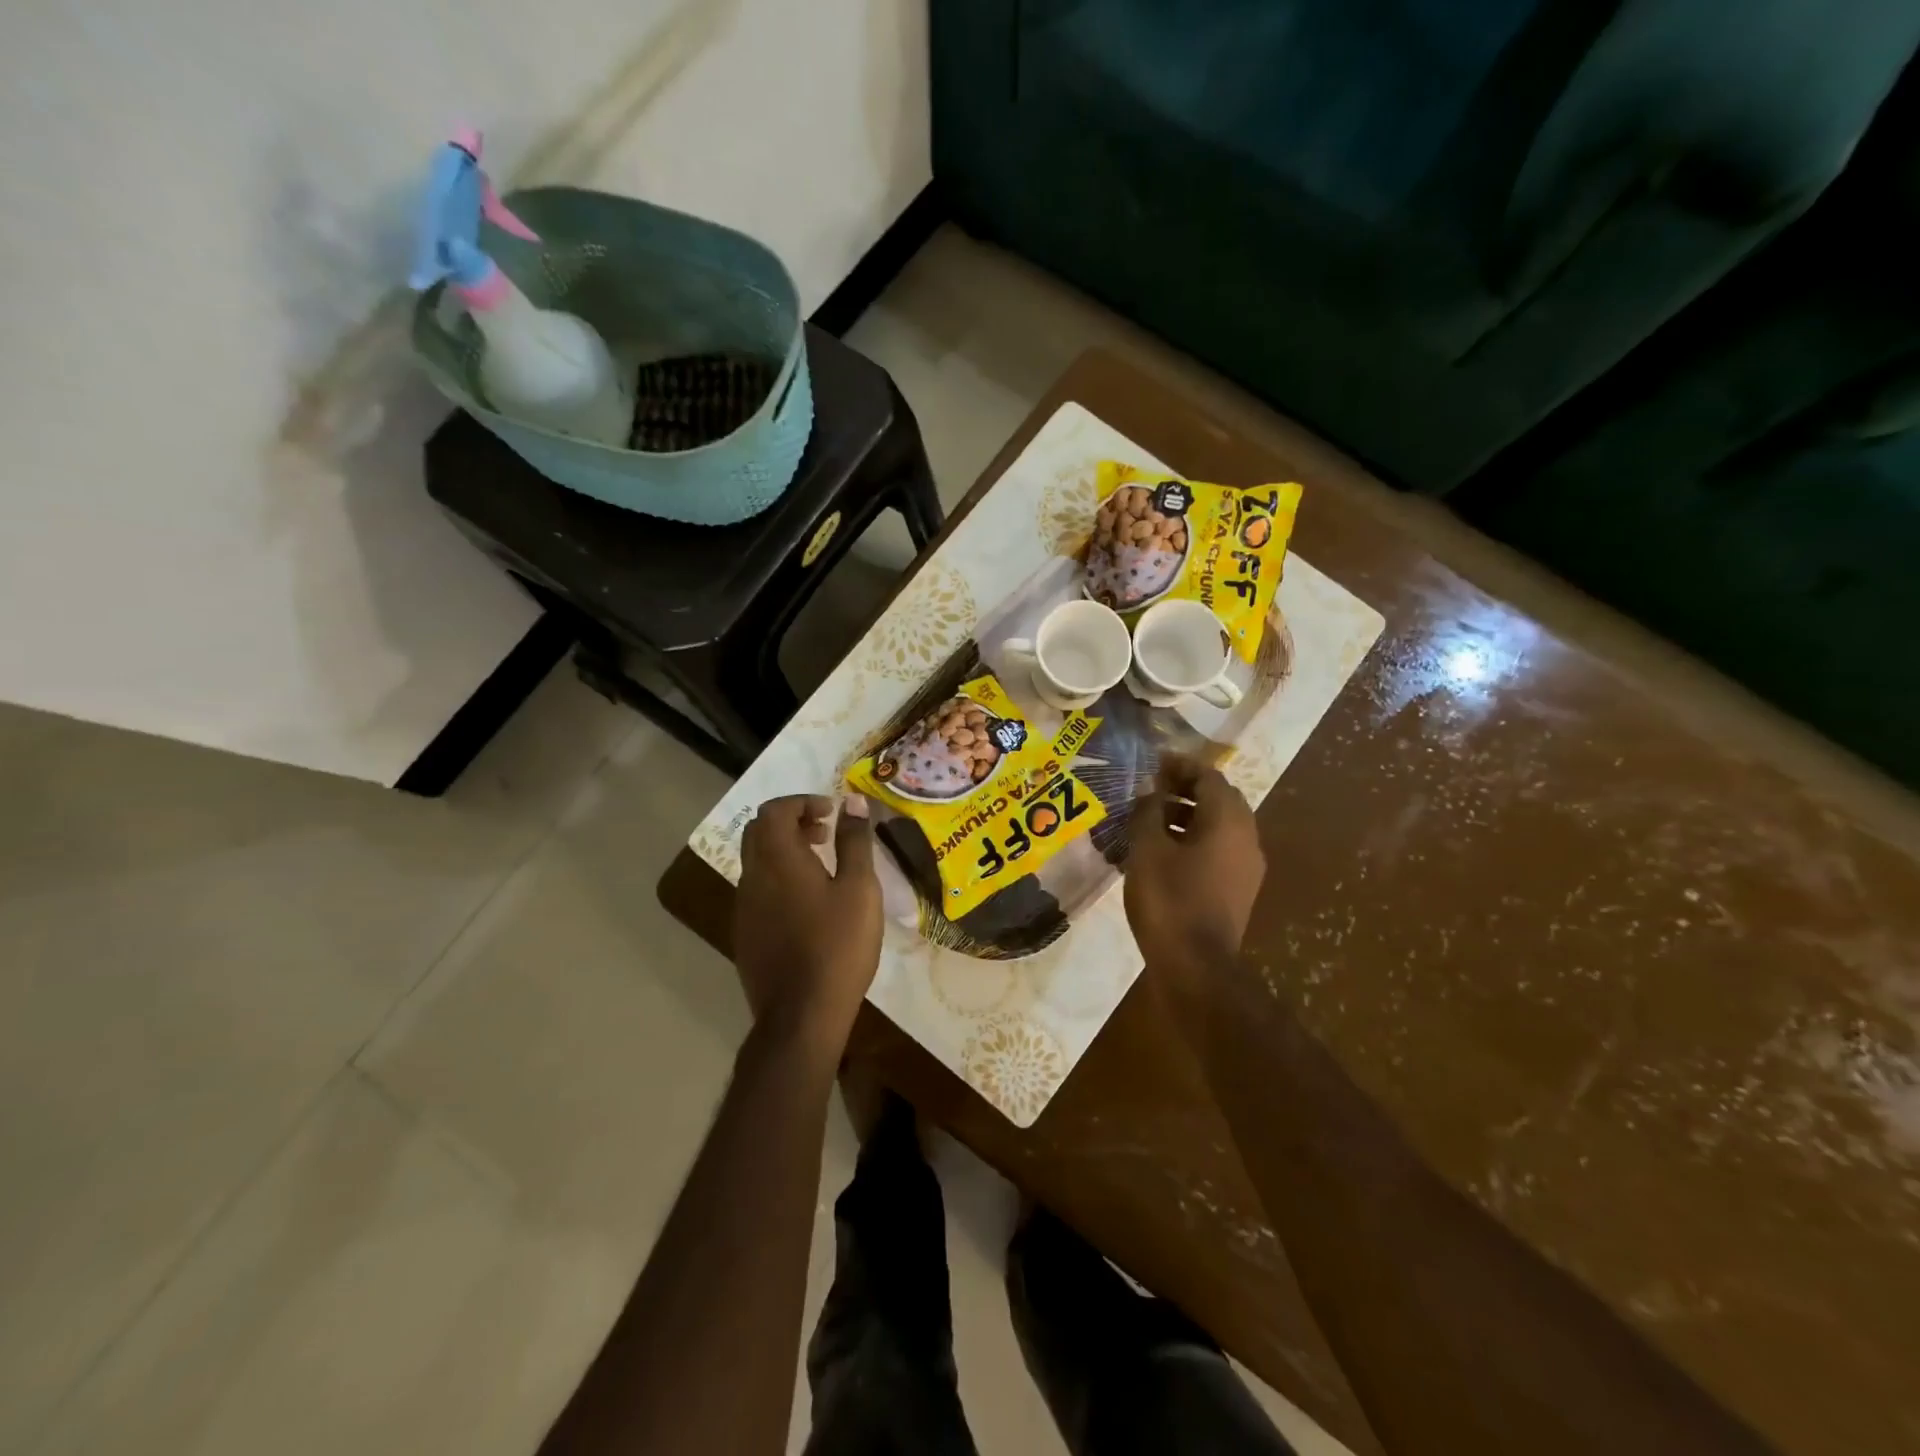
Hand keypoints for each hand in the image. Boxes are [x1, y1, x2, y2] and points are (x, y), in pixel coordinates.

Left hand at [733, 793, 880, 1052]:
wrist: (801, 1015)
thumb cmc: (837, 945)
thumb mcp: (859, 888)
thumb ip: (854, 841)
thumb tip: (853, 801)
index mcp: (777, 859)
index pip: (774, 809)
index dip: (802, 802)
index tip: (832, 813)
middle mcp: (752, 876)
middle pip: (760, 830)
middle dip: (792, 822)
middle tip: (826, 833)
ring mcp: (744, 907)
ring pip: (757, 860)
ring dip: (785, 850)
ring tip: (823, 866)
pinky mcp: (745, 933)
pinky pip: (758, 888)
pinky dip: (779, 877)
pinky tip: (808, 903)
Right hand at [1124, 759, 1266, 991]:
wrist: (1196, 966)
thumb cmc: (1169, 899)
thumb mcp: (1147, 850)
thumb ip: (1148, 812)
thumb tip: (1150, 792)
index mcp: (1228, 821)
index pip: (1209, 776)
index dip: (1181, 765)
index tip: (1153, 764)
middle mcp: (1247, 837)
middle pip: (1219, 798)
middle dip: (1186, 788)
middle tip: (1152, 788)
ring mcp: (1247, 866)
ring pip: (1219, 826)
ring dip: (1188, 815)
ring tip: (1151, 819)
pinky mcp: (1239, 889)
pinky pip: (1219, 849)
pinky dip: (1194, 839)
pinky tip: (1164, 851)